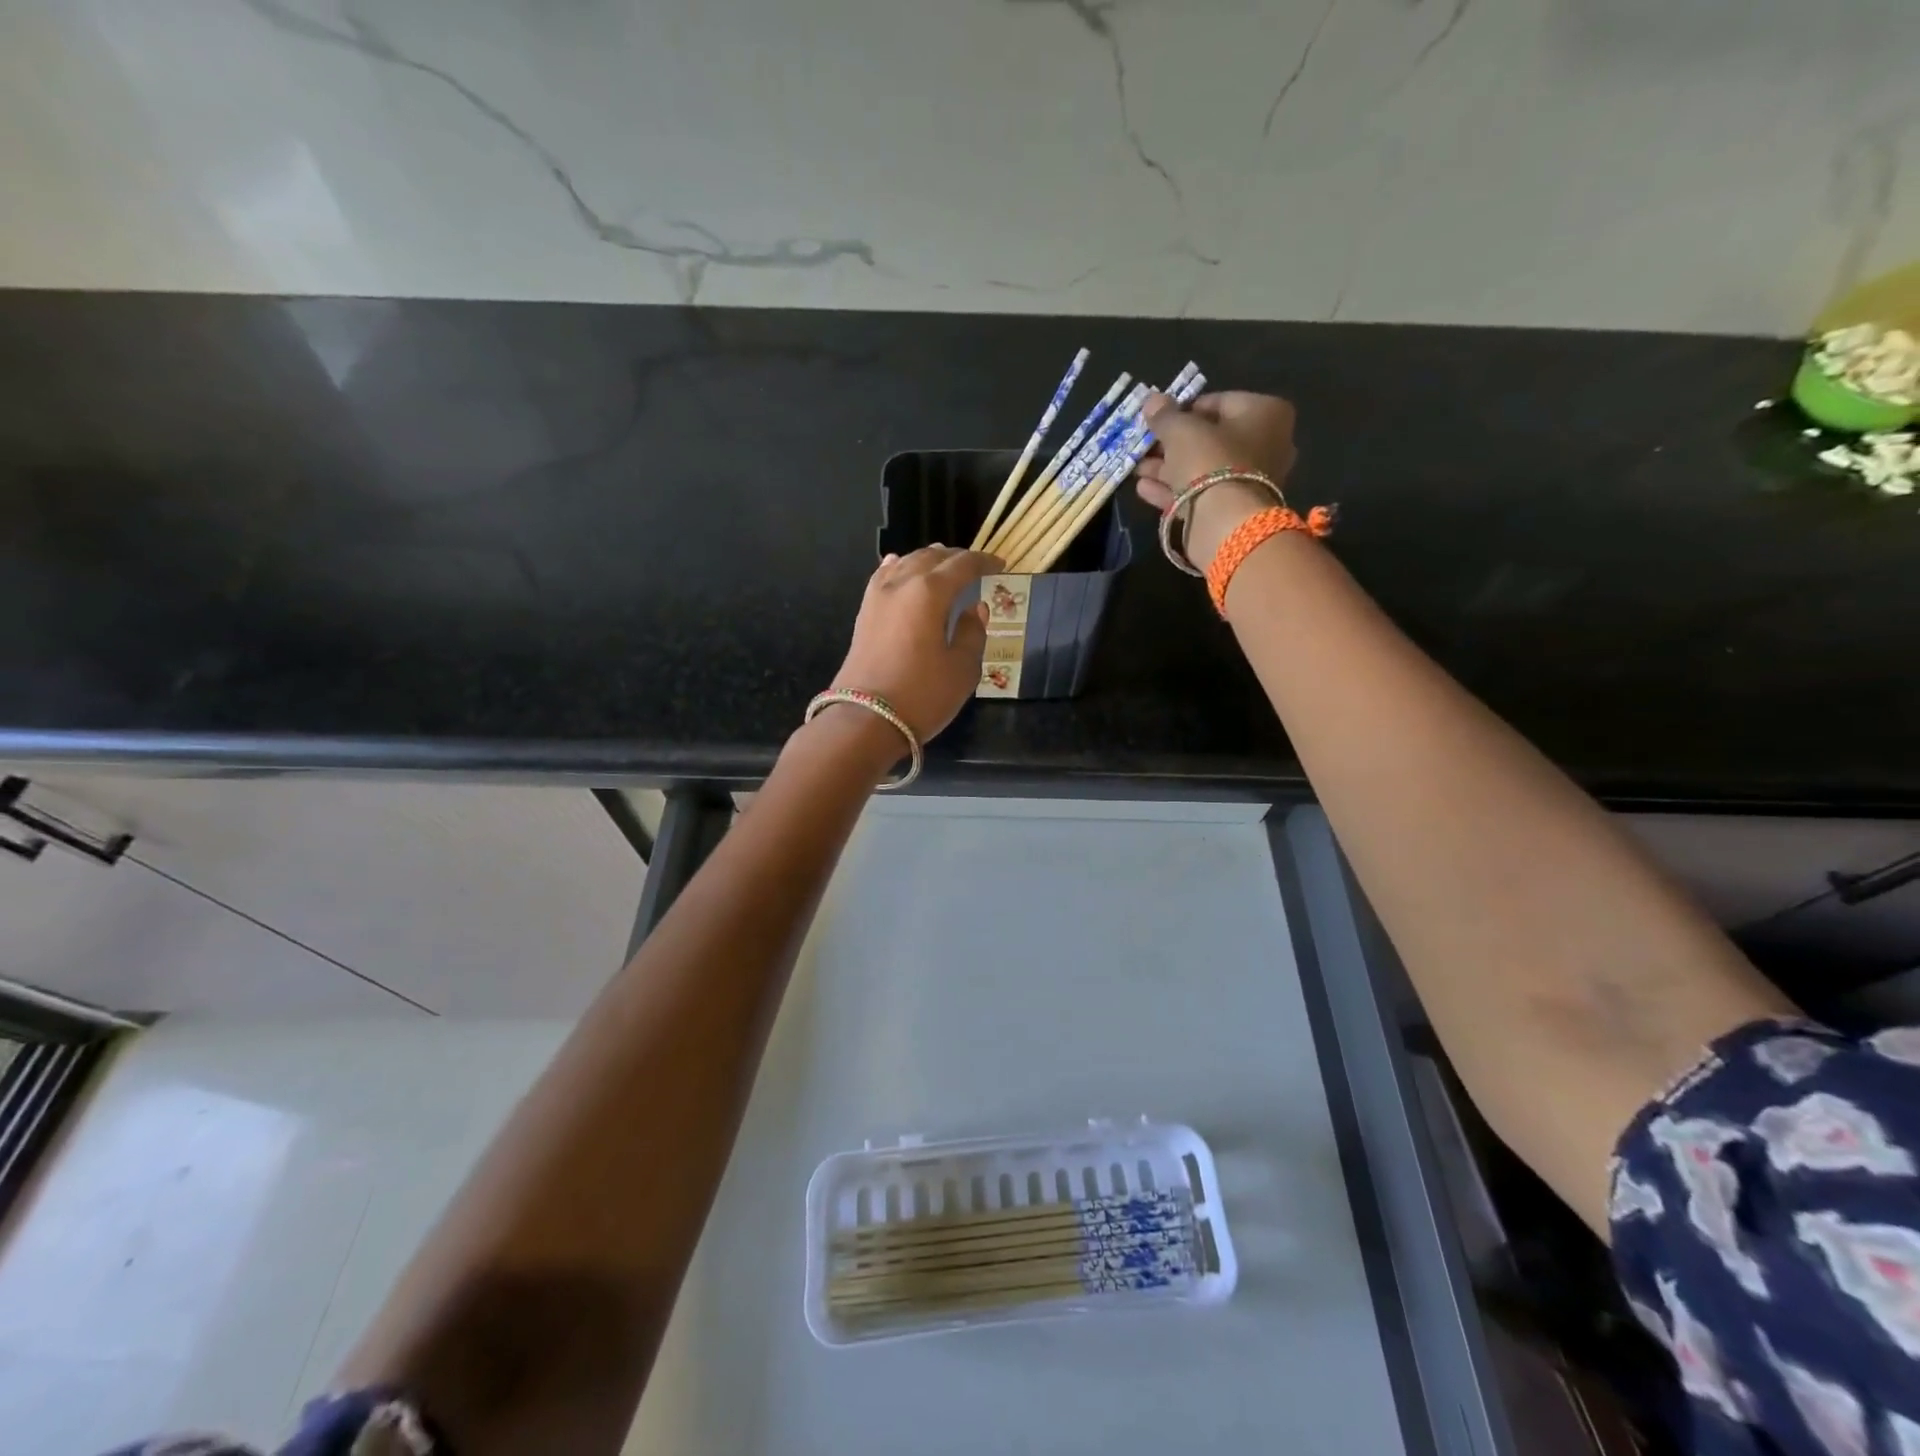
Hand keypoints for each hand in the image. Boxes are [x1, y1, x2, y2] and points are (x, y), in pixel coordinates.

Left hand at [829, 546, 1001, 741]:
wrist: (865, 720)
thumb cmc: (922, 695)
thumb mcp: (962, 669)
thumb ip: (973, 633)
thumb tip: (975, 609)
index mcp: (930, 592)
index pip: (962, 565)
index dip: (984, 562)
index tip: (1001, 566)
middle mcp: (901, 584)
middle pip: (932, 557)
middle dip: (956, 558)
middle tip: (976, 567)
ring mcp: (877, 597)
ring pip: (906, 563)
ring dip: (928, 560)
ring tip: (945, 566)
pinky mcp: (864, 613)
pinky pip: (884, 577)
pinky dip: (899, 568)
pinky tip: (901, 566)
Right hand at [1135, 391, 1298, 569]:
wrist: (1225, 522)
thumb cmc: (1210, 461)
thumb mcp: (1181, 430)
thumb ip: (1165, 415)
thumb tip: (1152, 400)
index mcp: (1265, 413)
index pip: (1218, 402)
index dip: (1183, 410)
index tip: (1158, 420)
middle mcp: (1266, 443)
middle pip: (1209, 439)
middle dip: (1172, 444)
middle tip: (1145, 446)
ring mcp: (1250, 480)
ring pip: (1202, 469)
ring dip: (1167, 468)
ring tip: (1136, 469)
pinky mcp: (1233, 508)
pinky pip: (1200, 493)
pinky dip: (1172, 490)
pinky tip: (1143, 489)